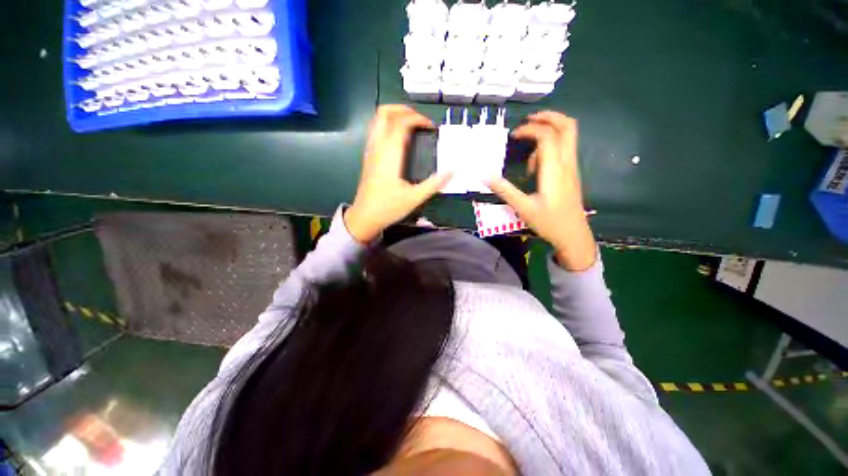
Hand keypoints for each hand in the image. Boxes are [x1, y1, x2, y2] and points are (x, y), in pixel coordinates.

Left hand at [344, 105, 451, 242]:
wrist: (365, 217)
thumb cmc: (389, 207)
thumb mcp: (415, 198)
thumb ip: (434, 183)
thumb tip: (453, 171)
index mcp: (390, 154)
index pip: (401, 122)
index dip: (418, 119)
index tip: (432, 128)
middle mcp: (378, 146)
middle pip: (385, 112)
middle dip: (404, 110)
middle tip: (421, 121)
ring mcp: (370, 150)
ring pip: (377, 120)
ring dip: (395, 115)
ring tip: (412, 125)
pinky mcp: (368, 156)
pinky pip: (376, 130)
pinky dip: (388, 125)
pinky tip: (399, 139)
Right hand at [485, 111, 596, 270]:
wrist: (573, 235)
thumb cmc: (548, 222)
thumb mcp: (522, 207)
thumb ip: (504, 190)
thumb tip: (485, 176)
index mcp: (554, 169)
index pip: (547, 135)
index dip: (530, 129)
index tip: (513, 135)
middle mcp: (567, 163)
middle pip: (567, 126)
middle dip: (549, 117)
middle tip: (529, 119)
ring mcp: (572, 167)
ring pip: (568, 136)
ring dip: (549, 132)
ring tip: (529, 146)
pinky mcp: (571, 173)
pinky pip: (565, 149)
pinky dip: (551, 146)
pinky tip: (536, 165)